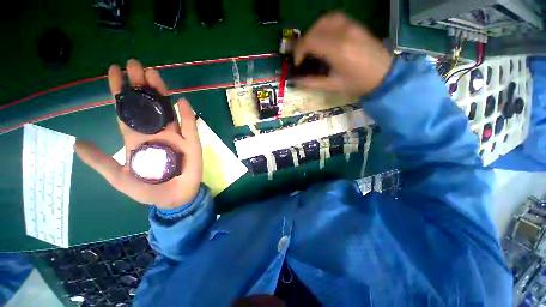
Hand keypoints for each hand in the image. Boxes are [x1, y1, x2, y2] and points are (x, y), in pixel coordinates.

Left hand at [75, 59, 202, 208]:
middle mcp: (156, 132)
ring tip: (154, 75)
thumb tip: (76, 143)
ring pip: (168, 111)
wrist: (173, 199)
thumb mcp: (118, 177)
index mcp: (137, 138)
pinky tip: (183, 102)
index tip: (115, 70)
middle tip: (135, 64)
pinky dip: (187, 115)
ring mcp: (176, 137)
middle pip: (148, 106)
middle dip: (141, 85)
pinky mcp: (192, 143)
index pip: (126, 111)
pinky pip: (190, 127)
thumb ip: (101, 161)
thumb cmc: (147, 190)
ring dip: (162, 94)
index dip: (120, 91)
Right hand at [294, 12, 392, 95]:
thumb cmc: (358, 83)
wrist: (384, 74)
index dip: (299, 52)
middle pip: (315, 30)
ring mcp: (351, 26)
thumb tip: (296, 81)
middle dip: (303, 43)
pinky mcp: (355, 24)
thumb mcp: (333, 86)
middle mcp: (343, 33)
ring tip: (310, 46)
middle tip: (301, 56)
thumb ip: (312, 83)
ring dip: (312, 32)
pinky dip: (324, 25)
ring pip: (324, 20)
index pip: (310, 42)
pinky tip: (323, 36)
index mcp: (338, 50)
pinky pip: (335, 18)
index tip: (297, 63)